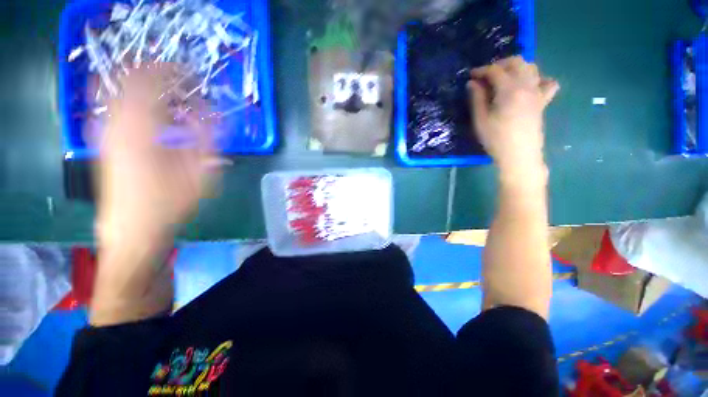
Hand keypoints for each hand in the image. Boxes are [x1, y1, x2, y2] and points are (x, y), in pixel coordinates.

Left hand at [97, 64, 217, 248]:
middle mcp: (117, 124)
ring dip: (141, 84)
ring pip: (117, 91)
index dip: (170, 70)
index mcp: (142, 129)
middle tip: (178, 78)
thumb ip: (206, 141)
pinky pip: (110, 108)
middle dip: (155, 73)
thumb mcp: (199, 174)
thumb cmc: (169, 204)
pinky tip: (140, 105)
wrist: (132, 230)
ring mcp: (105, 133)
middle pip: (129, 80)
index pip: (150, 81)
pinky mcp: (102, 143)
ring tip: (164, 89)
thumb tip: (209, 114)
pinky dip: (125, 97)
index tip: (189, 71)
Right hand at [468, 56, 558, 182]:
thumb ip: (477, 99)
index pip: (495, 70)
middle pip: (517, 62)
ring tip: (503, 78)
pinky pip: (547, 82)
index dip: (481, 70)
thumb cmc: (496, 139)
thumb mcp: (480, 120)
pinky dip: (538, 79)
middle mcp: (527, 85)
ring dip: (516, 68)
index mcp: (509, 90)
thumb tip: (472, 83)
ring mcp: (538, 92)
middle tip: (486, 75)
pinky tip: (528, 86)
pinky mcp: (543, 101)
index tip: (471, 75)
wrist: (519, 155)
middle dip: (500, 64)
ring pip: (531, 68)